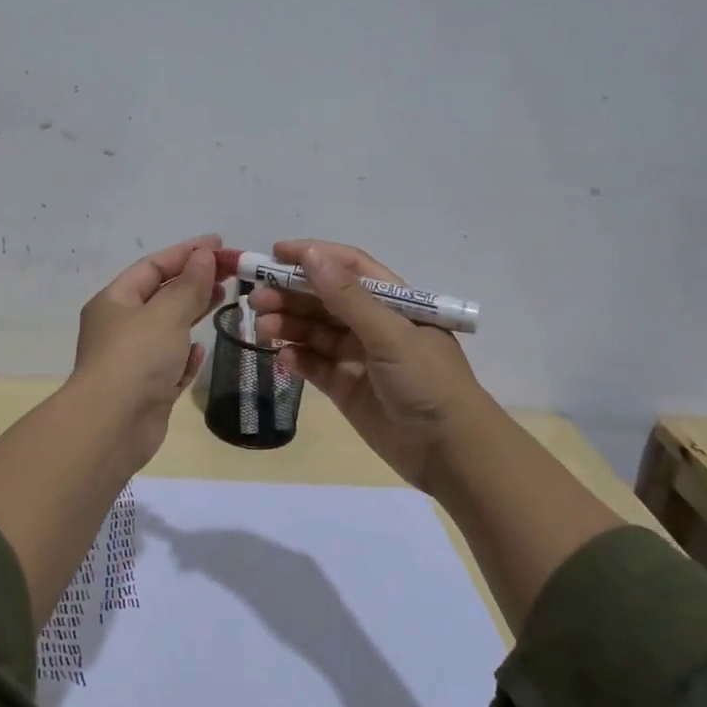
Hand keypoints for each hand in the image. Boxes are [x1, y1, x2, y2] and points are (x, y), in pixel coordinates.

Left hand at [69, 234, 224, 469]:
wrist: (112, 425)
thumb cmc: (136, 358)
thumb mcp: (166, 314)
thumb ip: (189, 285)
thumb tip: (204, 255)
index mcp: (115, 301)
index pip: (153, 266)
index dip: (186, 252)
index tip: (220, 244)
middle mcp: (120, 327)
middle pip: (161, 295)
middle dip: (194, 281)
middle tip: (230, 272)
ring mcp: (132, 360)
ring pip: (167, 328)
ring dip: (193, 313)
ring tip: (224, 299)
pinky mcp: (147, 389)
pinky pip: (169, 363)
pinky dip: (185, 354)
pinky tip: (200, 348)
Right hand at [252, 239, 493, 491]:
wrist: (450, 451)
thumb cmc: (427, 381)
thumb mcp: (389, 334)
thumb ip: (347, 297)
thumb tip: (310, 255)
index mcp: (393, 302)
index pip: (348, 267)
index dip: (313, 256)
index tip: (273, 254)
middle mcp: (373, 324)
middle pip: (324, 299)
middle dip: (291, 294)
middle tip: (257, 299)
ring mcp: (358, 357)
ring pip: (315, 332)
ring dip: (289, 325)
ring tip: (263, 328)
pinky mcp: (346, 388)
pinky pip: (315, 365)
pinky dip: (298, 358)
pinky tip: (283, 357)